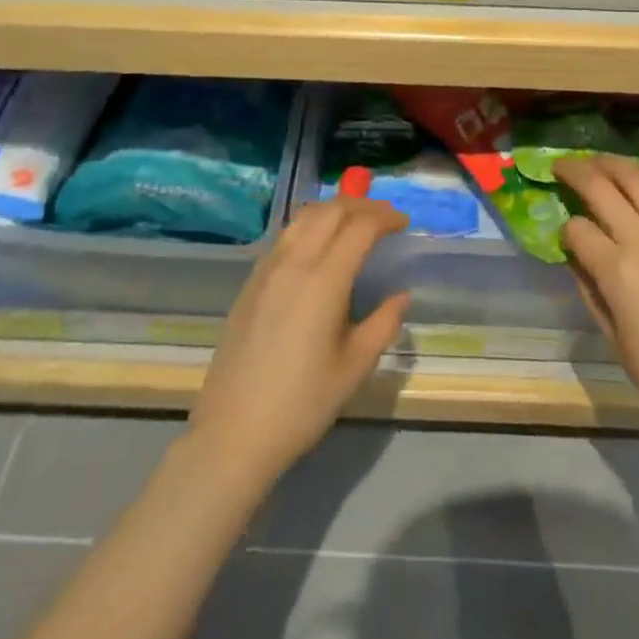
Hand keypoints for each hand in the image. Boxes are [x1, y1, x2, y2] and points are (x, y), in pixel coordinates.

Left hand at [189, 197, 410, 482]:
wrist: (233, 432)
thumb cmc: (302, 404)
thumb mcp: (354, 368)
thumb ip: (383, 324)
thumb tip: (401, 295)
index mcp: (323, 280)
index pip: (360, 226)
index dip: (385, 217)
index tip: (404, 224)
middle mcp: (295, 262)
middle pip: (332, 211)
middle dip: (362, 206)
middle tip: (385, 218)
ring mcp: (268, 267)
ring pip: (305, 216)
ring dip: (334, 210)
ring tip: (355, 223)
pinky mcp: (252, 280)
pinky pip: (286, 235)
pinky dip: (311, 224)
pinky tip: (319, 244)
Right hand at [556, 145, 638, 440]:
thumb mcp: (612, 335)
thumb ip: (589, 287)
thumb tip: (575, 254)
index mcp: (616, 270)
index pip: (576, 229)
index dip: (566, 230)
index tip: (566, 237)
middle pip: (600, 189)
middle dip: (574, 173)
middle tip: (561, 168)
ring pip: (637, 180)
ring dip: (611, 163)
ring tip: (595, 159)